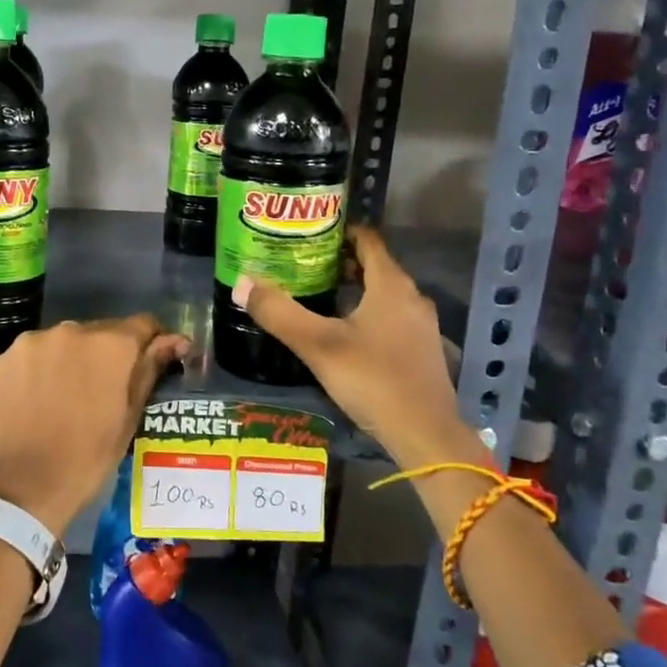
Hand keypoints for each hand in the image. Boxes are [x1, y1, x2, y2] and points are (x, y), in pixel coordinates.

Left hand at [0, 315, 188, 535]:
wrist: (23, 487)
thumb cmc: (88, 457)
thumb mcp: (129, 417)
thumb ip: (150, 369)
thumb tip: (175, 341)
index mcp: (111, 344)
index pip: (143, 325)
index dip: (152, 342)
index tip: (152, 362)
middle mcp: (73, 330)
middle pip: (101, 332)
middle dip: (108, 353)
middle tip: (105, 389)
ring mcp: (34, 341)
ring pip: (65, 342)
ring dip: (73, 358)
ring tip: (68, 395)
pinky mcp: (5, 357)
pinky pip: (35, 354)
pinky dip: (42, 368)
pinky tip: (40, 397)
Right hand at [233, 227, 482, 468]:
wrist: (426, 435)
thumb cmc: (373, 380)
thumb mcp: (318, 345)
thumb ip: (279, 312)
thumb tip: (241, 281)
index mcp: (391, 285)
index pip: (367, 240)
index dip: (338, 231)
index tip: (307, 233)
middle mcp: (411, 297)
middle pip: (373, 266)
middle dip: (338, 261)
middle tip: (300, 264)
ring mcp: (420, 326)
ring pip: (381, 294)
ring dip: (352, 289)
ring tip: (315, 295)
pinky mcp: (420, 351)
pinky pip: (389, 317)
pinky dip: (365, 313)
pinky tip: (341, 332)